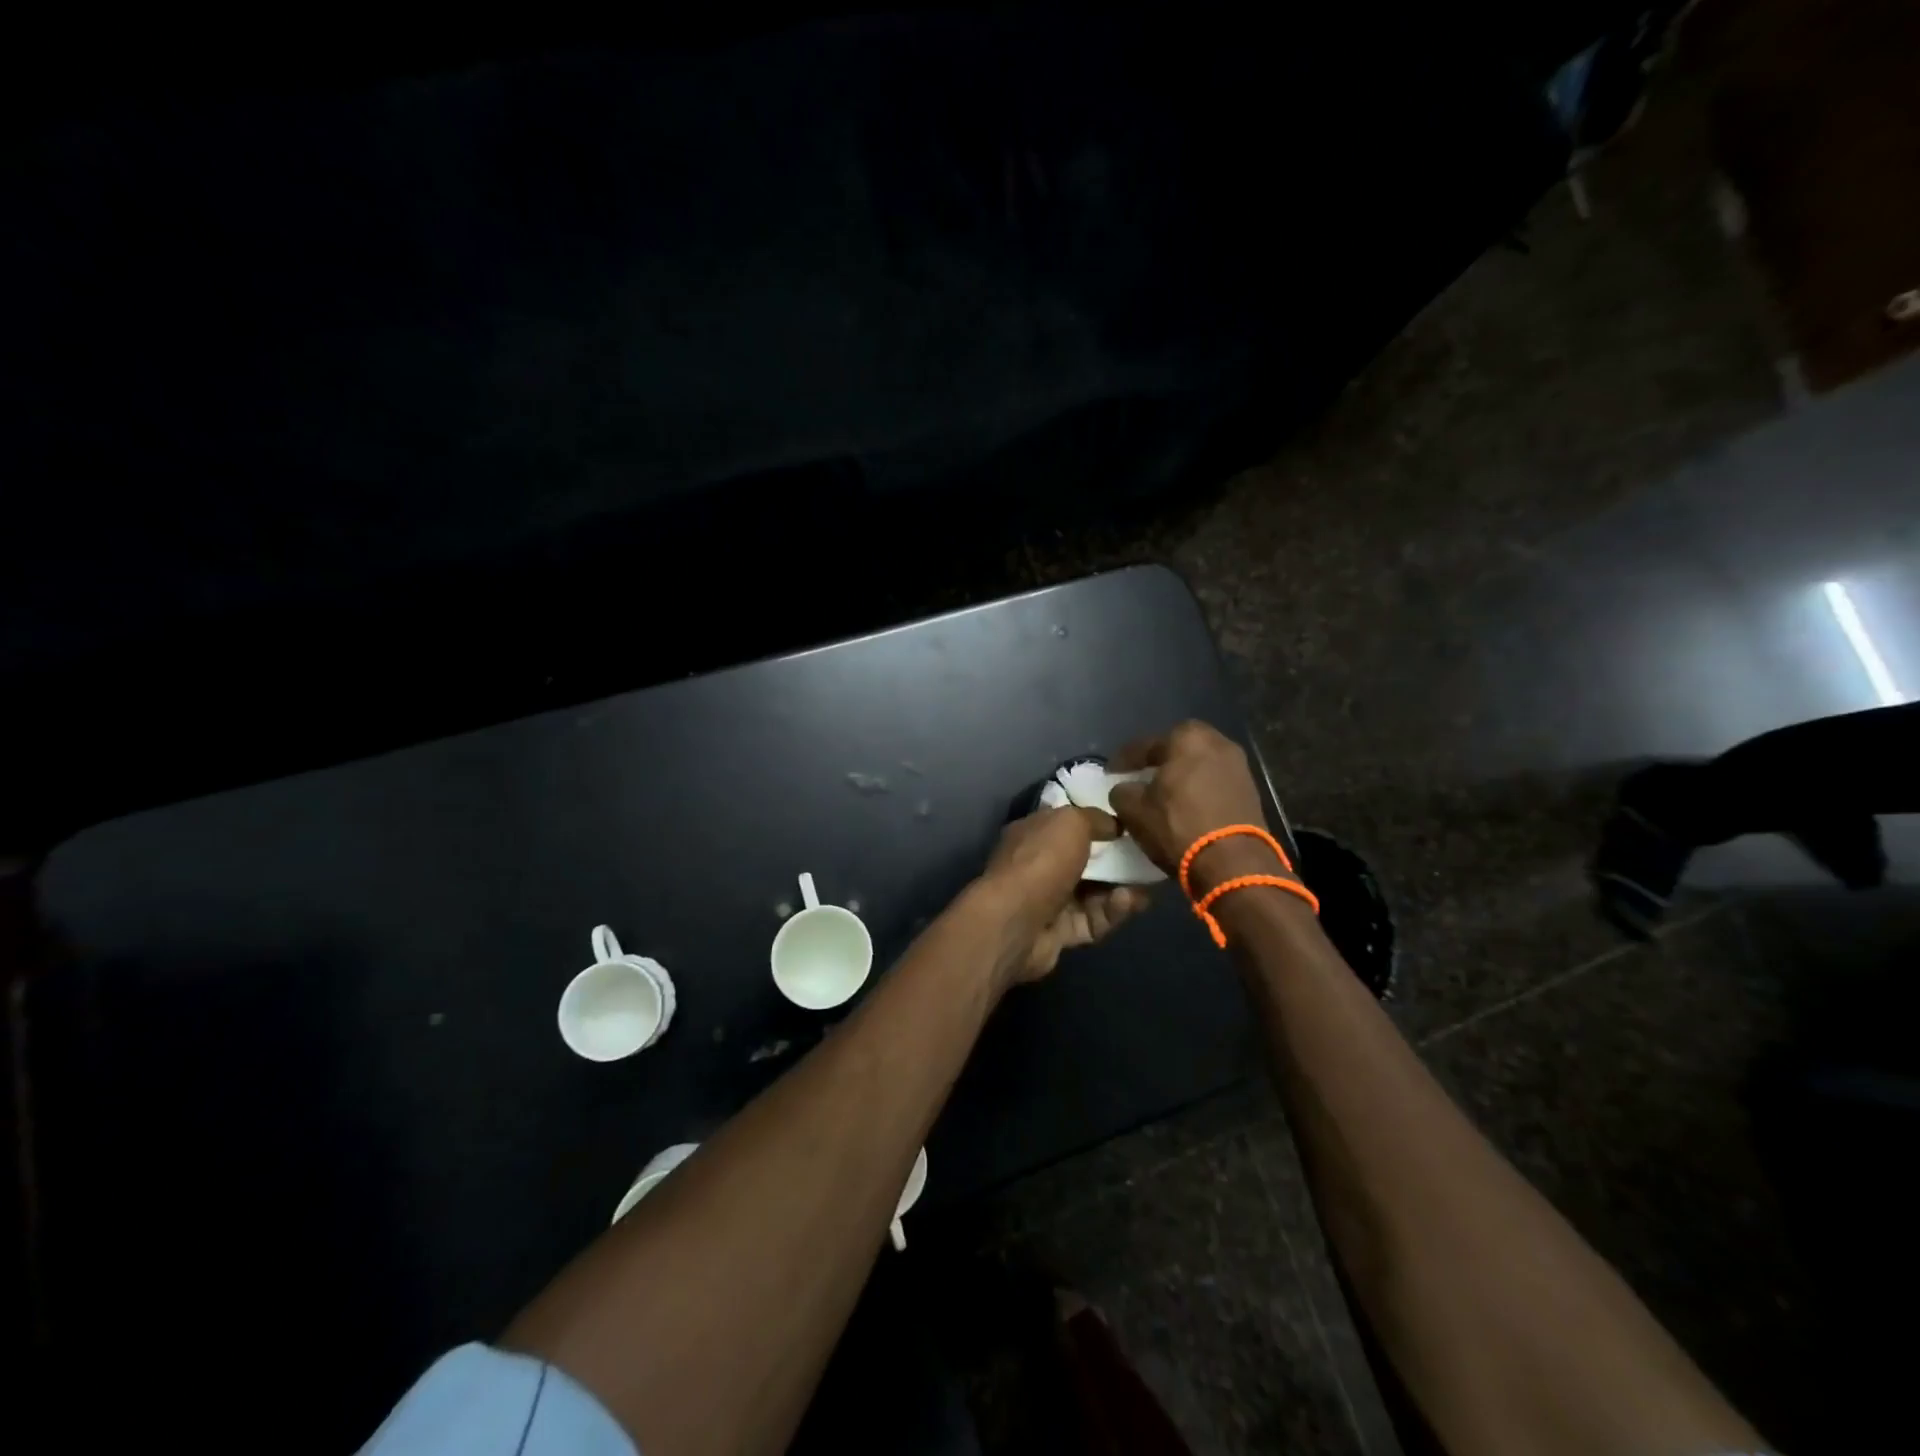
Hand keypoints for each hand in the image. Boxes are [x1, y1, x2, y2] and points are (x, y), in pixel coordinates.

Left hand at [981, 807, 1148, 984]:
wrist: (1015, 921)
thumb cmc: (1041, 860)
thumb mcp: (1071, 822)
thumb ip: (1095, 818)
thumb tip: (1114, 825)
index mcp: (1033, 833)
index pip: (1067, 824)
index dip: (1096, 822)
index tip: (1129, 824)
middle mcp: (1038, 865)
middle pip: (1084, 861)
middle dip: (1116, 861)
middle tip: (1147, 858)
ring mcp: (1048, 901)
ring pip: (1093, 894)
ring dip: (1120, 889)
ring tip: (1146, 885)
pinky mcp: (1060, 933)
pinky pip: (1093, 920)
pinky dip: (1112, 912)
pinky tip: (1130, 903)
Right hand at [1107, 721, 1283, 893]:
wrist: (1233, 864)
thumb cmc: (1178, 827)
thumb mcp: (1133, 810)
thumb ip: (1122, 792)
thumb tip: (1126, 789)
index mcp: (1187, 738)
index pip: (1145, 745)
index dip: (1123, 760)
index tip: (1110, 773)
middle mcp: (1218, 743)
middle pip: (1177, 748)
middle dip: (1158, 761)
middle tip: (1141, 776)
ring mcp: (1239, 766)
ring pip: (1199, 765)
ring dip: (1182, 775)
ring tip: (1164, 792)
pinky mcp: (1251, 791)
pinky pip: (1215, 782)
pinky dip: (1199, 789)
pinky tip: (1187, 805)